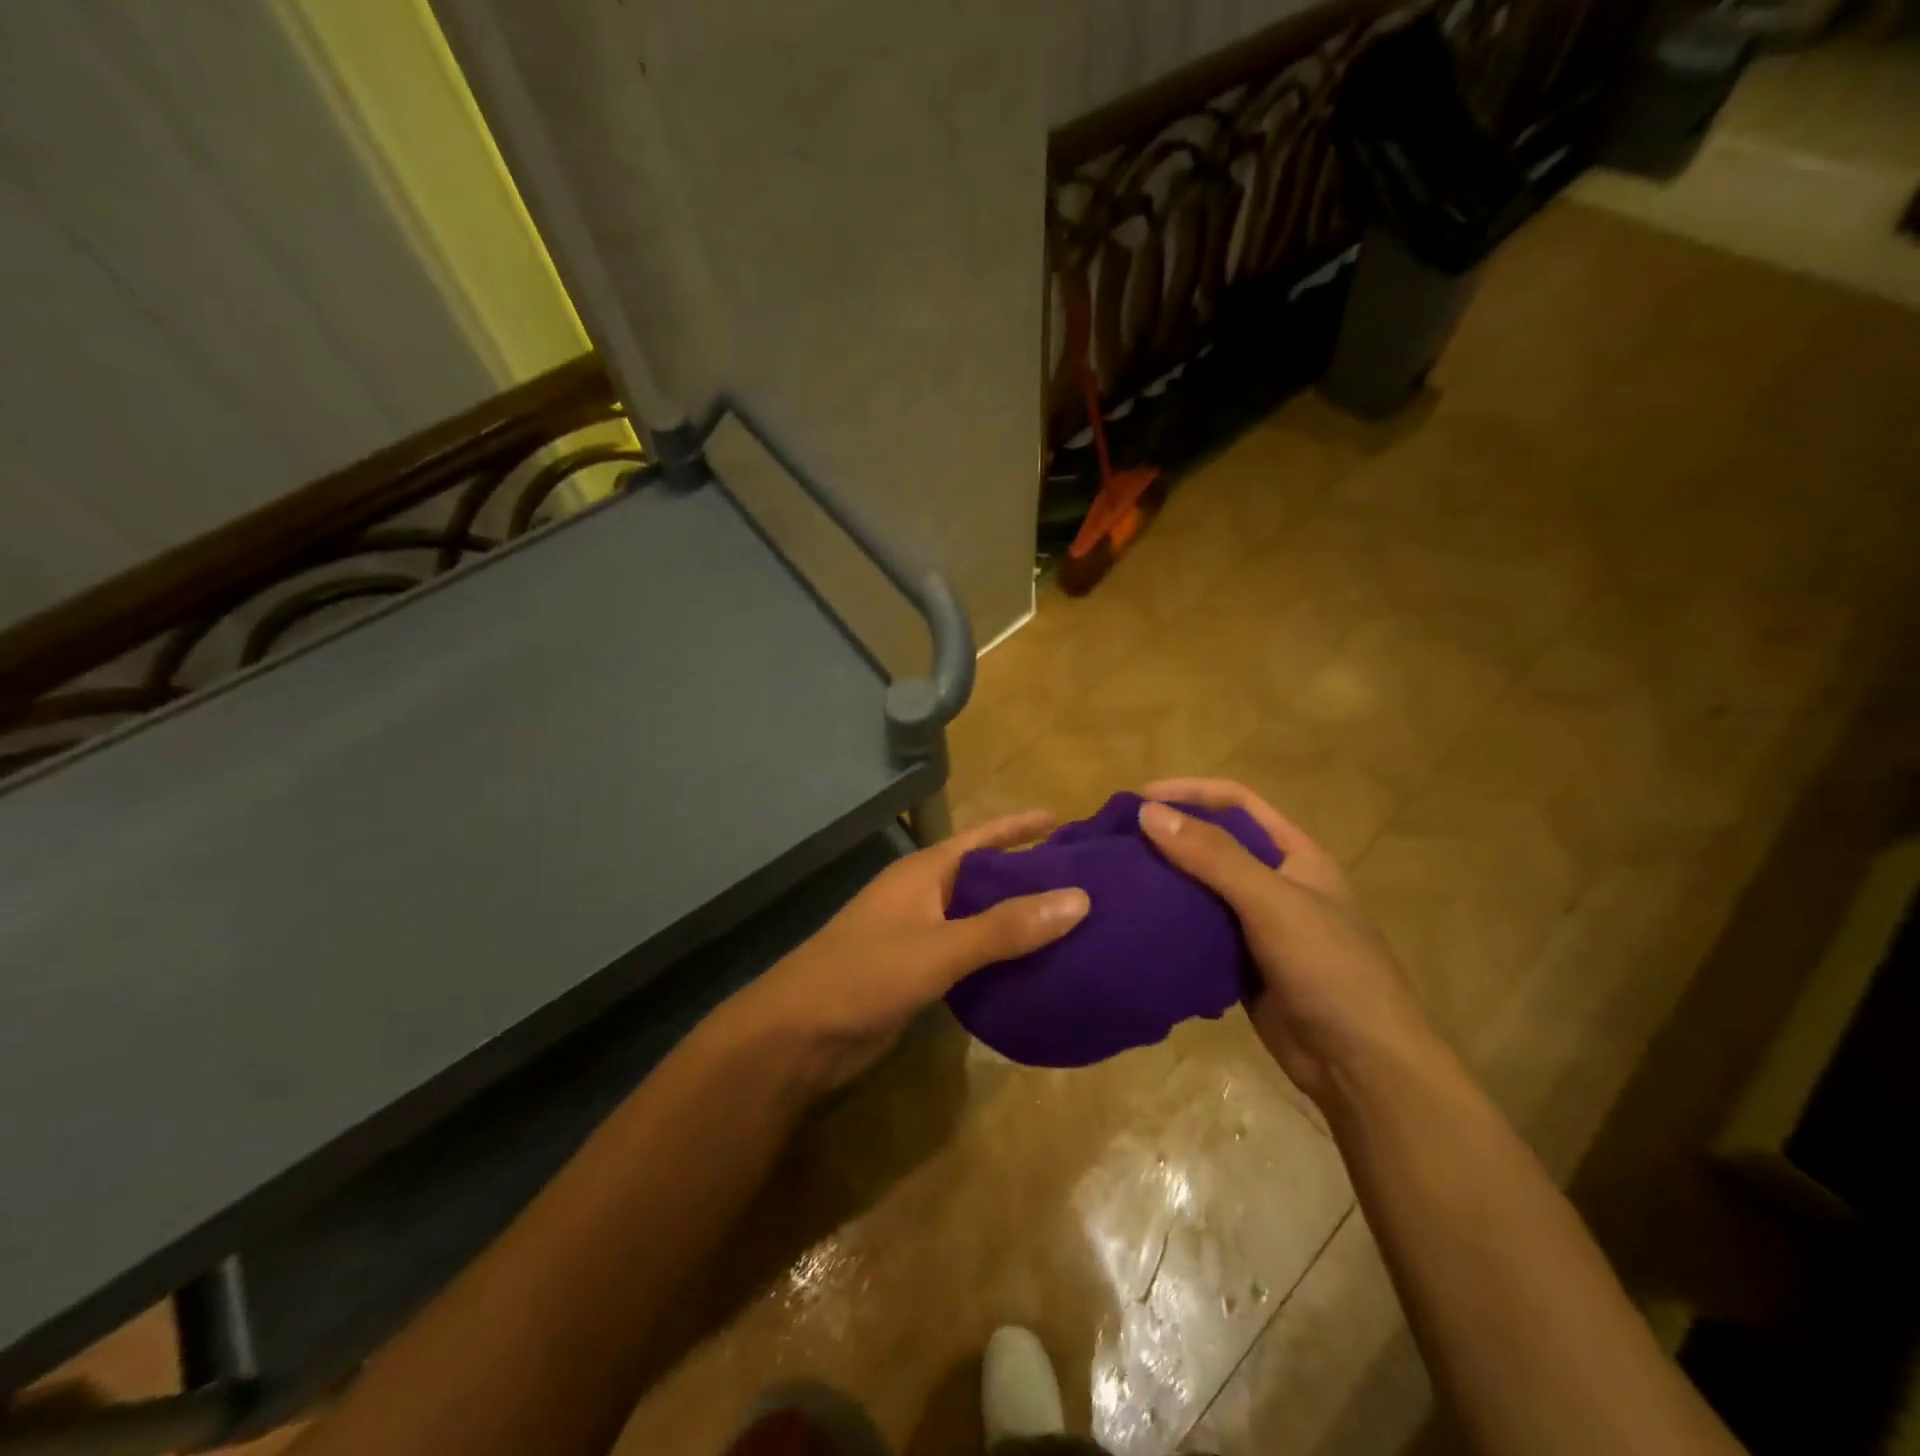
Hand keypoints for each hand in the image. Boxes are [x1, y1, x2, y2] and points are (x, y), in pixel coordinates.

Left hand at [739, 811, 1088, 1091]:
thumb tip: (1080, 898)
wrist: (799, 1036)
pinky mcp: (919, 973)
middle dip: (1029, 876)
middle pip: (985, 877)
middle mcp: (924, 896)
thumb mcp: (940, 948)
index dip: (1020, 827)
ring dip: (1018, 920)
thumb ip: (1006, 927)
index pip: (982, 839)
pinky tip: (1036, 970)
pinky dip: (1001, 958)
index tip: (1063, 820)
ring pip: (980, 919)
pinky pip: (970, 956)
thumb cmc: (865, 975)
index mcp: (924, 873)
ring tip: (1073, 924)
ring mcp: (919, 935)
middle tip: (1085, 879)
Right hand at [1138, 779, 1437, 1107]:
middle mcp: (1275, 883)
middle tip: (1117, 842)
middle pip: (1215, 843)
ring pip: (1201, 889)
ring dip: (1165, 881)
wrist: (1361, 1066)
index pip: (1237, 802)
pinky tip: (1136, 924)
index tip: (1138, 799)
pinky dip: (1169, 924)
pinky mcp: (1240, 964)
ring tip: (1117, 879)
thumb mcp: (1272, 902)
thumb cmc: (1328, 969)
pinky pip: (1197, 932)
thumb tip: (1148, 812)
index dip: (1190, 792)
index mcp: (1295, 855)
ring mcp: (1258, 926)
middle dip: (1170, 836)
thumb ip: (1213, 856)